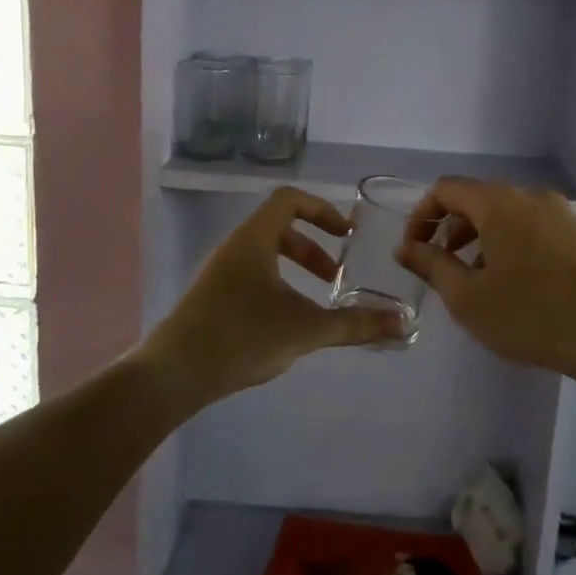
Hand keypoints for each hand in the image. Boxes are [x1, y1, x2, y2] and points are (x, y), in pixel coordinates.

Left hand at [141, 187, 405, 400]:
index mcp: (254, 239)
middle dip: (313, 250)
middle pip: (279, 229)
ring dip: (295, 271)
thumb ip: (354, 325)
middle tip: (335, 277)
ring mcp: (220, 273)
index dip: (322, 210)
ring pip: (265, 256)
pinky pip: (252, 277)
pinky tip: (286, 325)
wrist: (172, 375)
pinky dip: (277, 288)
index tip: (346, 235)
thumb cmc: (240, 337)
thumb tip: (403, 323)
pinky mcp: (212, 299)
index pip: (289, 200)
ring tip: (316, 302)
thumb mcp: (305, 329)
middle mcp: (235, 248)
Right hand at [395, 178, 575, 378]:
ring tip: (477, 281)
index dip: (421, 216)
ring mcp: (561, 213)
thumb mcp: (468, 297)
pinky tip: (516, 285)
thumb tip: (405, 247)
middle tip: (441, 268)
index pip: (445, 189)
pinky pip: (533, 228)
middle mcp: (530, 196)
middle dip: (451, 230)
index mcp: (498, 202)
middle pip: (477, 200)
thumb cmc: (531, 314)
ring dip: (481, 240)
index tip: (414, 251)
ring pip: (507, 216)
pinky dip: (511, 245)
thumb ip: (431, 266)